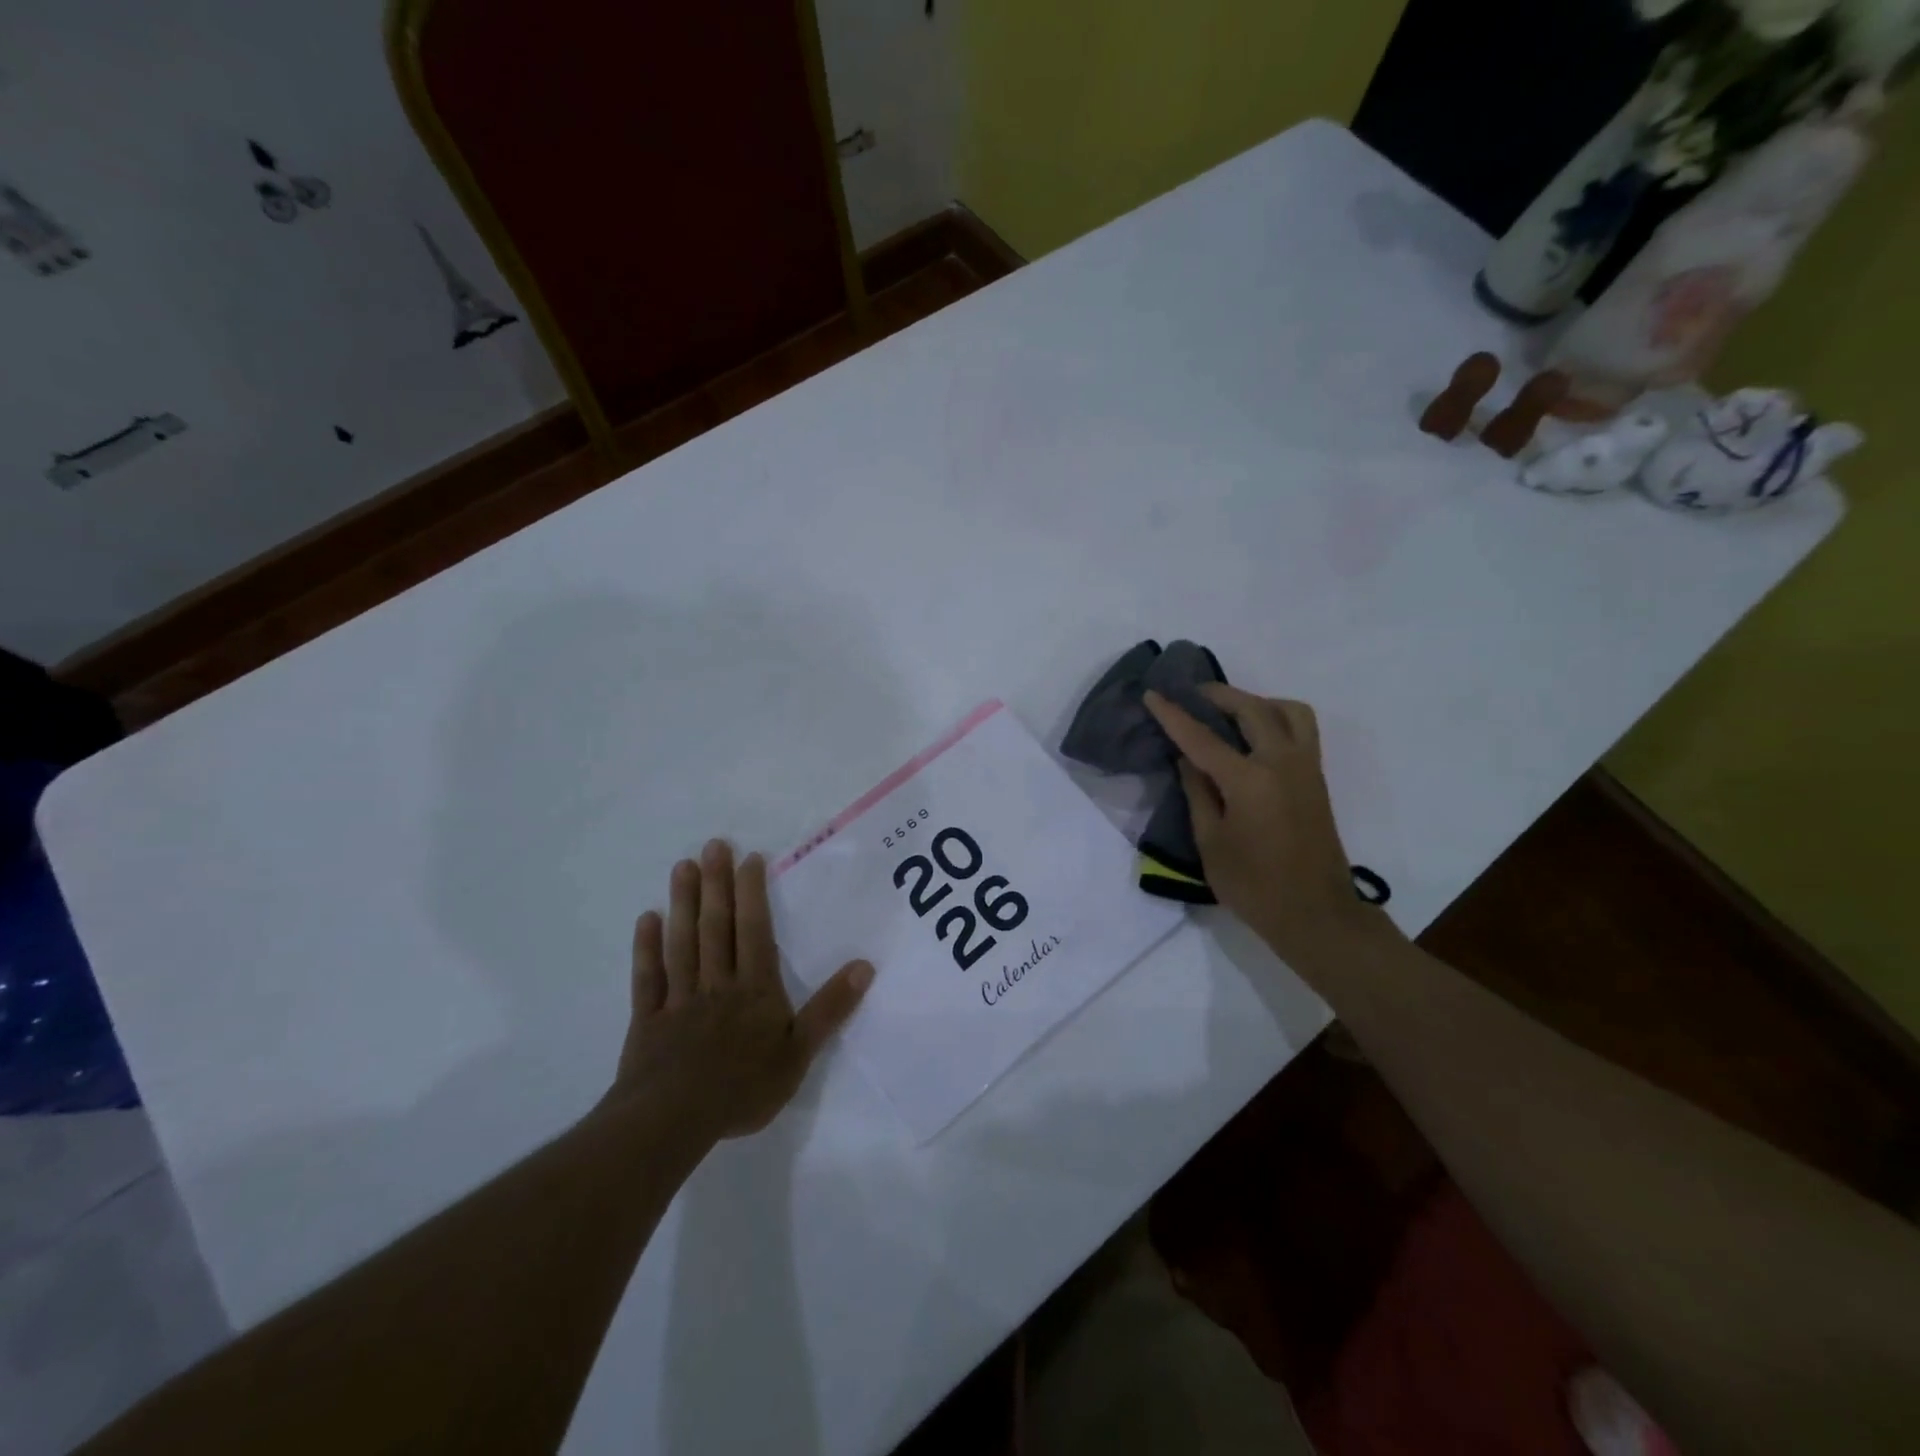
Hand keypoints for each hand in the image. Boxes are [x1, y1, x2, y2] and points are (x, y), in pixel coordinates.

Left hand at [611, 840, 873, 1142]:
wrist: (674, 1121)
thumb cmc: (743, 1087)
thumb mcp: (800, 1053)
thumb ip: (830, 1009)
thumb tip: (864, 966)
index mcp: (754, 989)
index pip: (754, 931)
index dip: (751, 894)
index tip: (749, 858)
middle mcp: (717, 983)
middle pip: (716, 927)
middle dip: (716, 884)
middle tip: (713, 845)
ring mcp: (680, 998)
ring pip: (682, 942)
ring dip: (683, 903)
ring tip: (683, 867)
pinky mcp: (648, 1019)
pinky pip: (648, 977)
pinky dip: (646, 948)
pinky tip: (647, 919)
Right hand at [1144, 686, 1382, 965]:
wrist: (1316, 914)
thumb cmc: (1254, 886)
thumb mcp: (1211, 842)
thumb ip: (1198, 793)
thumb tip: (1187, 760)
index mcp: (1249, 781)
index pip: (1202, 738)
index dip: (1173, 715)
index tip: (1152, 694)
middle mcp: (1282, 763)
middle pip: (1252, 709)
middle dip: (1218, 695)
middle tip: (1192, 693)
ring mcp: (1306, 768)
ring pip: (1288, 711)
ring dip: (1257, 701)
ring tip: (1231, 711)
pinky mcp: (1317, 779)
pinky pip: (1301, 729)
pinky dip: (1277, 717)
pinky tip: (1255, 736)